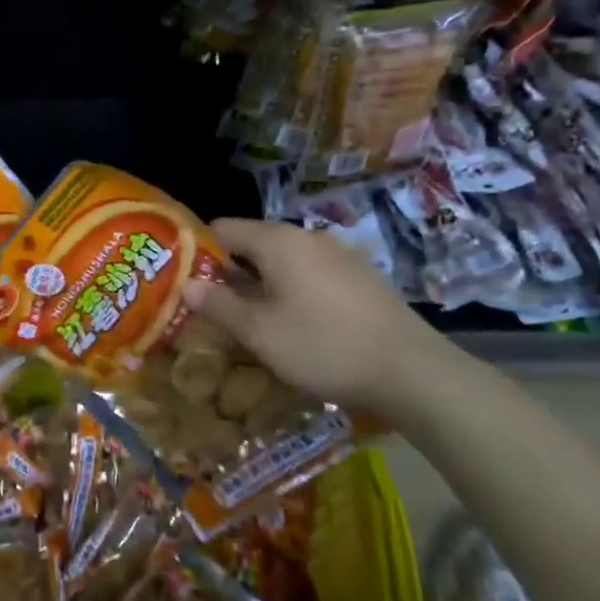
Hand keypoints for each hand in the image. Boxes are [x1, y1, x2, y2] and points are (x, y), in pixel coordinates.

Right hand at [183, 217, 455, 414]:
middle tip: (211, 307)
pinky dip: (291, 291)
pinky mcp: (359, 278)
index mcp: (277, 241)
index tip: (185, 282)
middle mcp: (306, 237)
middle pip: (251, 244)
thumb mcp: (259, 332)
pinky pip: (309, 275)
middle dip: (228, 273)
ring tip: (249, 320)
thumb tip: (187, 286)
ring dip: (260, 285)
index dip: (197, 252)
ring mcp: (338, 256)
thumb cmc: (324, 346)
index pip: (221, 229)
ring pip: (282, 261)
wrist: (414, 371)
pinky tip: (294, 325)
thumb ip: (218, 305)